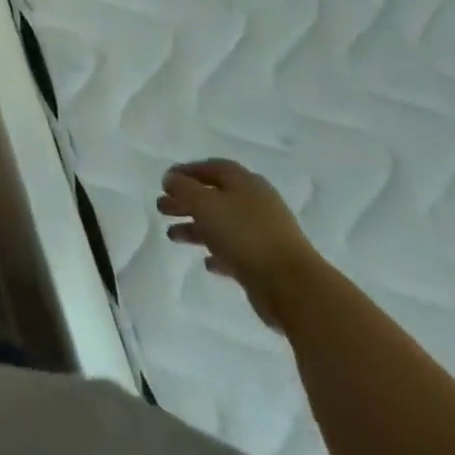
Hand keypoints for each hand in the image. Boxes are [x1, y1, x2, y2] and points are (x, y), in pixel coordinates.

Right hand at [156, 159, 322, 331]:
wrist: (293, 287)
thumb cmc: (245, 235)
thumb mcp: (204, 204)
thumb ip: (183, 188)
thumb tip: (171, 179)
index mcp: (245, 183)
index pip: (212, 168)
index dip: (187, 171)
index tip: (165, 181)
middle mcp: (256, 203)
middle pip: (214, 196)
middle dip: (186, 201)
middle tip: (162, 208)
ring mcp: (264, 233)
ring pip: (222, 224)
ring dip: (196, 227)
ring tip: (172, 236)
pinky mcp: (266, 261)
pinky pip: (235, 251)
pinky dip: (218, 253)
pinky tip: (206, 262)